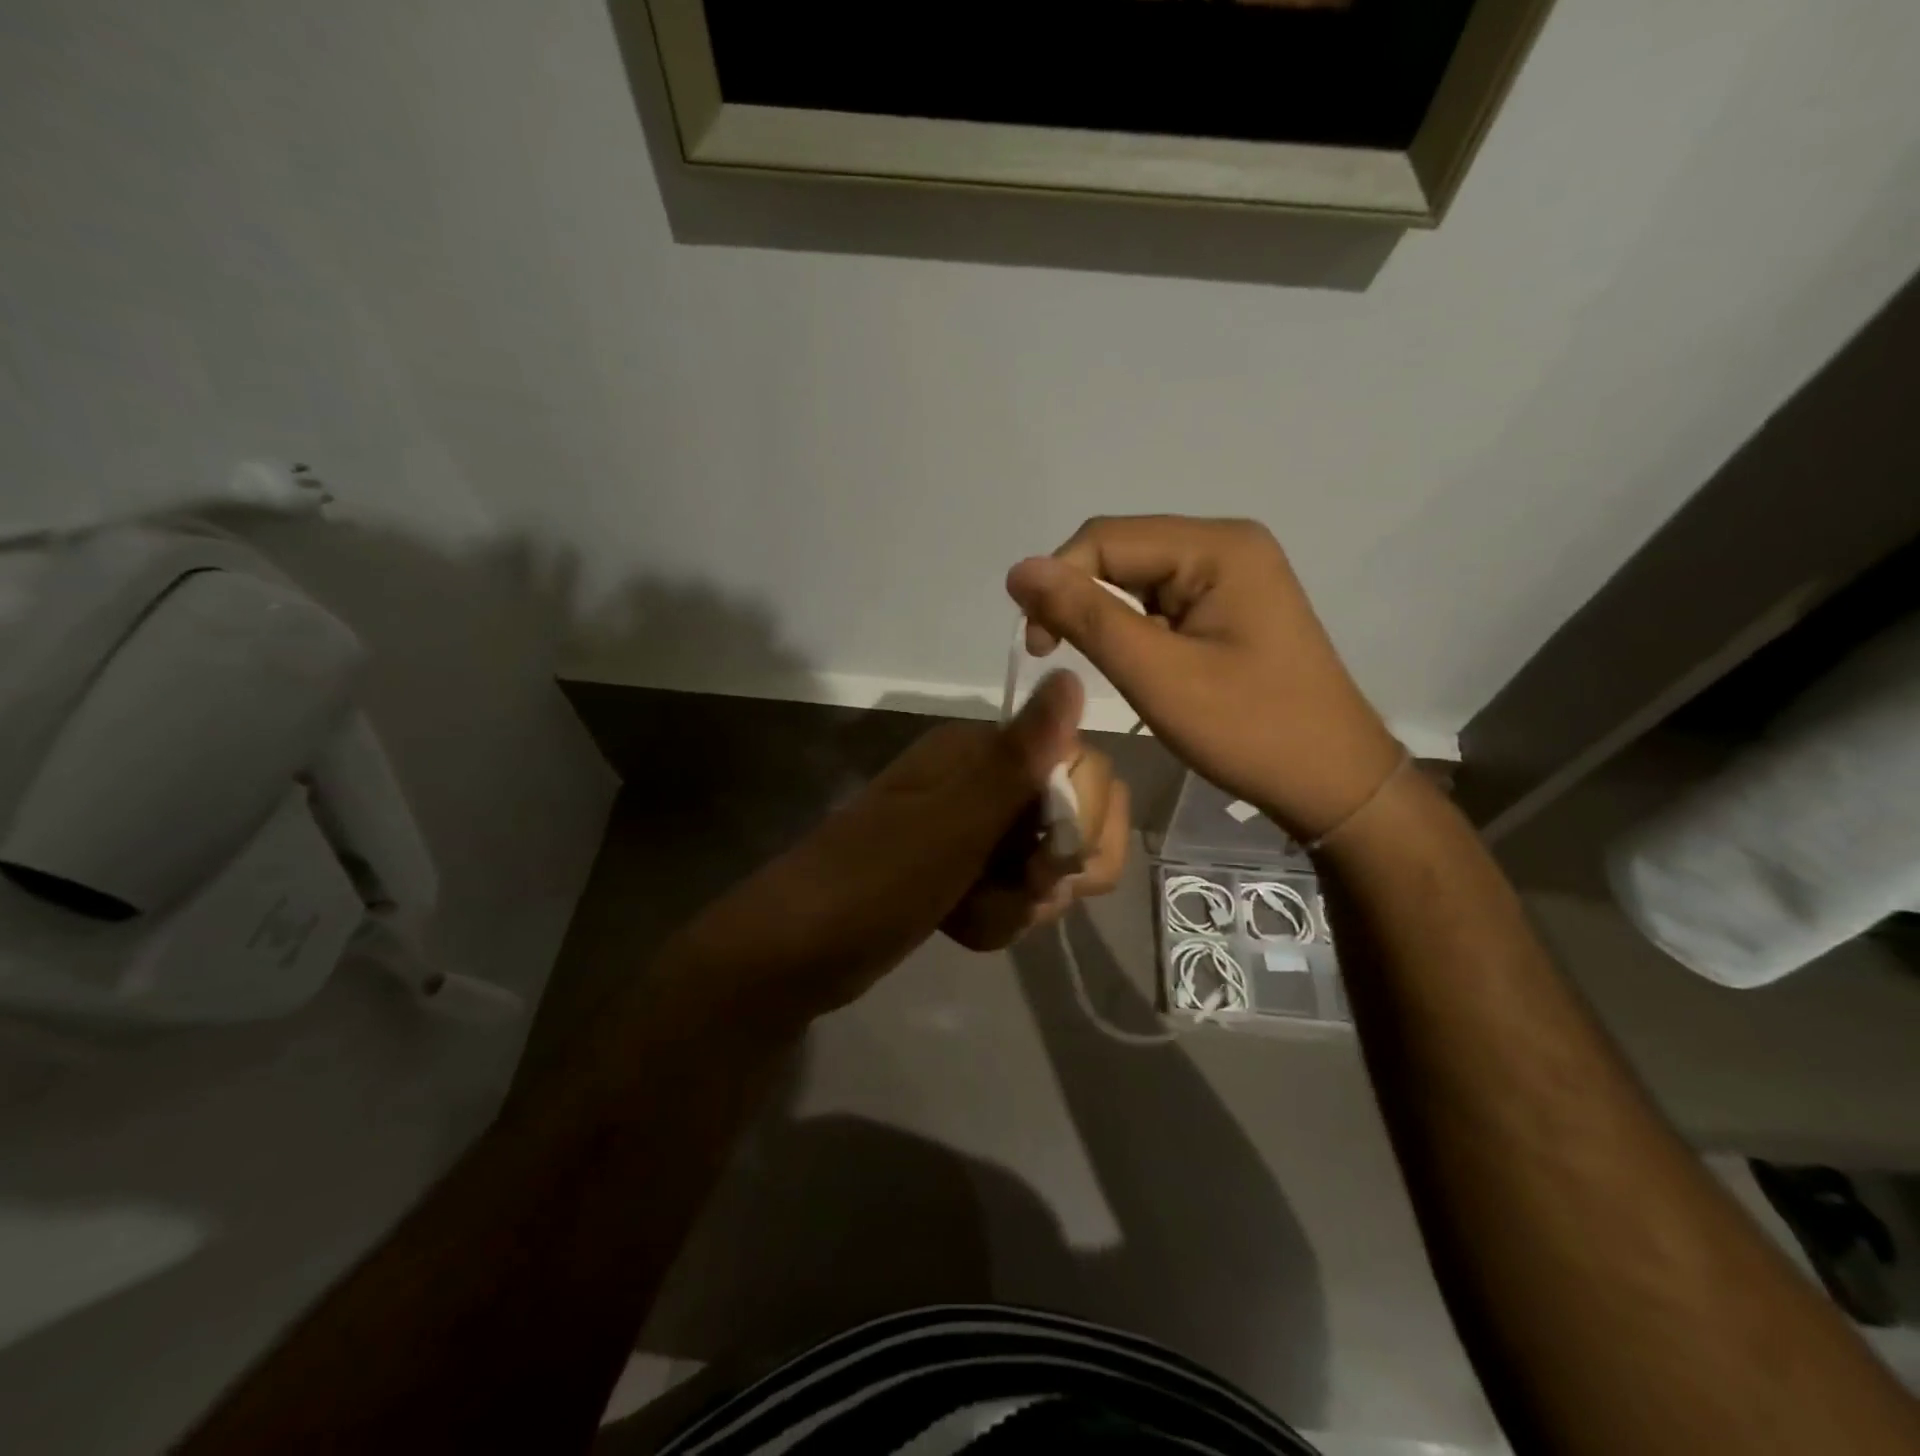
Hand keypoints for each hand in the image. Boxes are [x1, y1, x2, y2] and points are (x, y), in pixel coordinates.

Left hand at [667, 672, 1128, 1021]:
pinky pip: (1017, 893)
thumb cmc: (875, 881)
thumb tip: (1069, 675)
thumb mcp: (954, 823)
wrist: (796, 953)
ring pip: (1047, 866)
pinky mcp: (965, 872)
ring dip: (1019, 903)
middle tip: (1014, 890)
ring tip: (970, 916)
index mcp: (981, 752)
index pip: (1085, 769)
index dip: (1081, 823)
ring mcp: (974, 829)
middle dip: (1051, 872)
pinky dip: (998, 918)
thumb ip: (1018, 758)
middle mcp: (984, 781)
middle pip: (1072, 820)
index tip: (1042, 864)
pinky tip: (960, 927)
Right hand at [1007, 515, 1401, 842]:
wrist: (1331, 781)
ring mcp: (1234, 574)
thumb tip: (1019, 570)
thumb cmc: (1248, 730)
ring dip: (1106, 617)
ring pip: (1137, 578)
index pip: (1106, 538)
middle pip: (1122, 552)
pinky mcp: (1232, 604)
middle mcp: (1227, 544)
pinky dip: (1134, 629)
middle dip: (1080, 599)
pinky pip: (1162, 600)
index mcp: (1217, 547)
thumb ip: (1086, 617)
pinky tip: (1137, 664)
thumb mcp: (1157, 675)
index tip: (1038, 647)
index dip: (1057, 582)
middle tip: (1058, 656)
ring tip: (1106, 667)